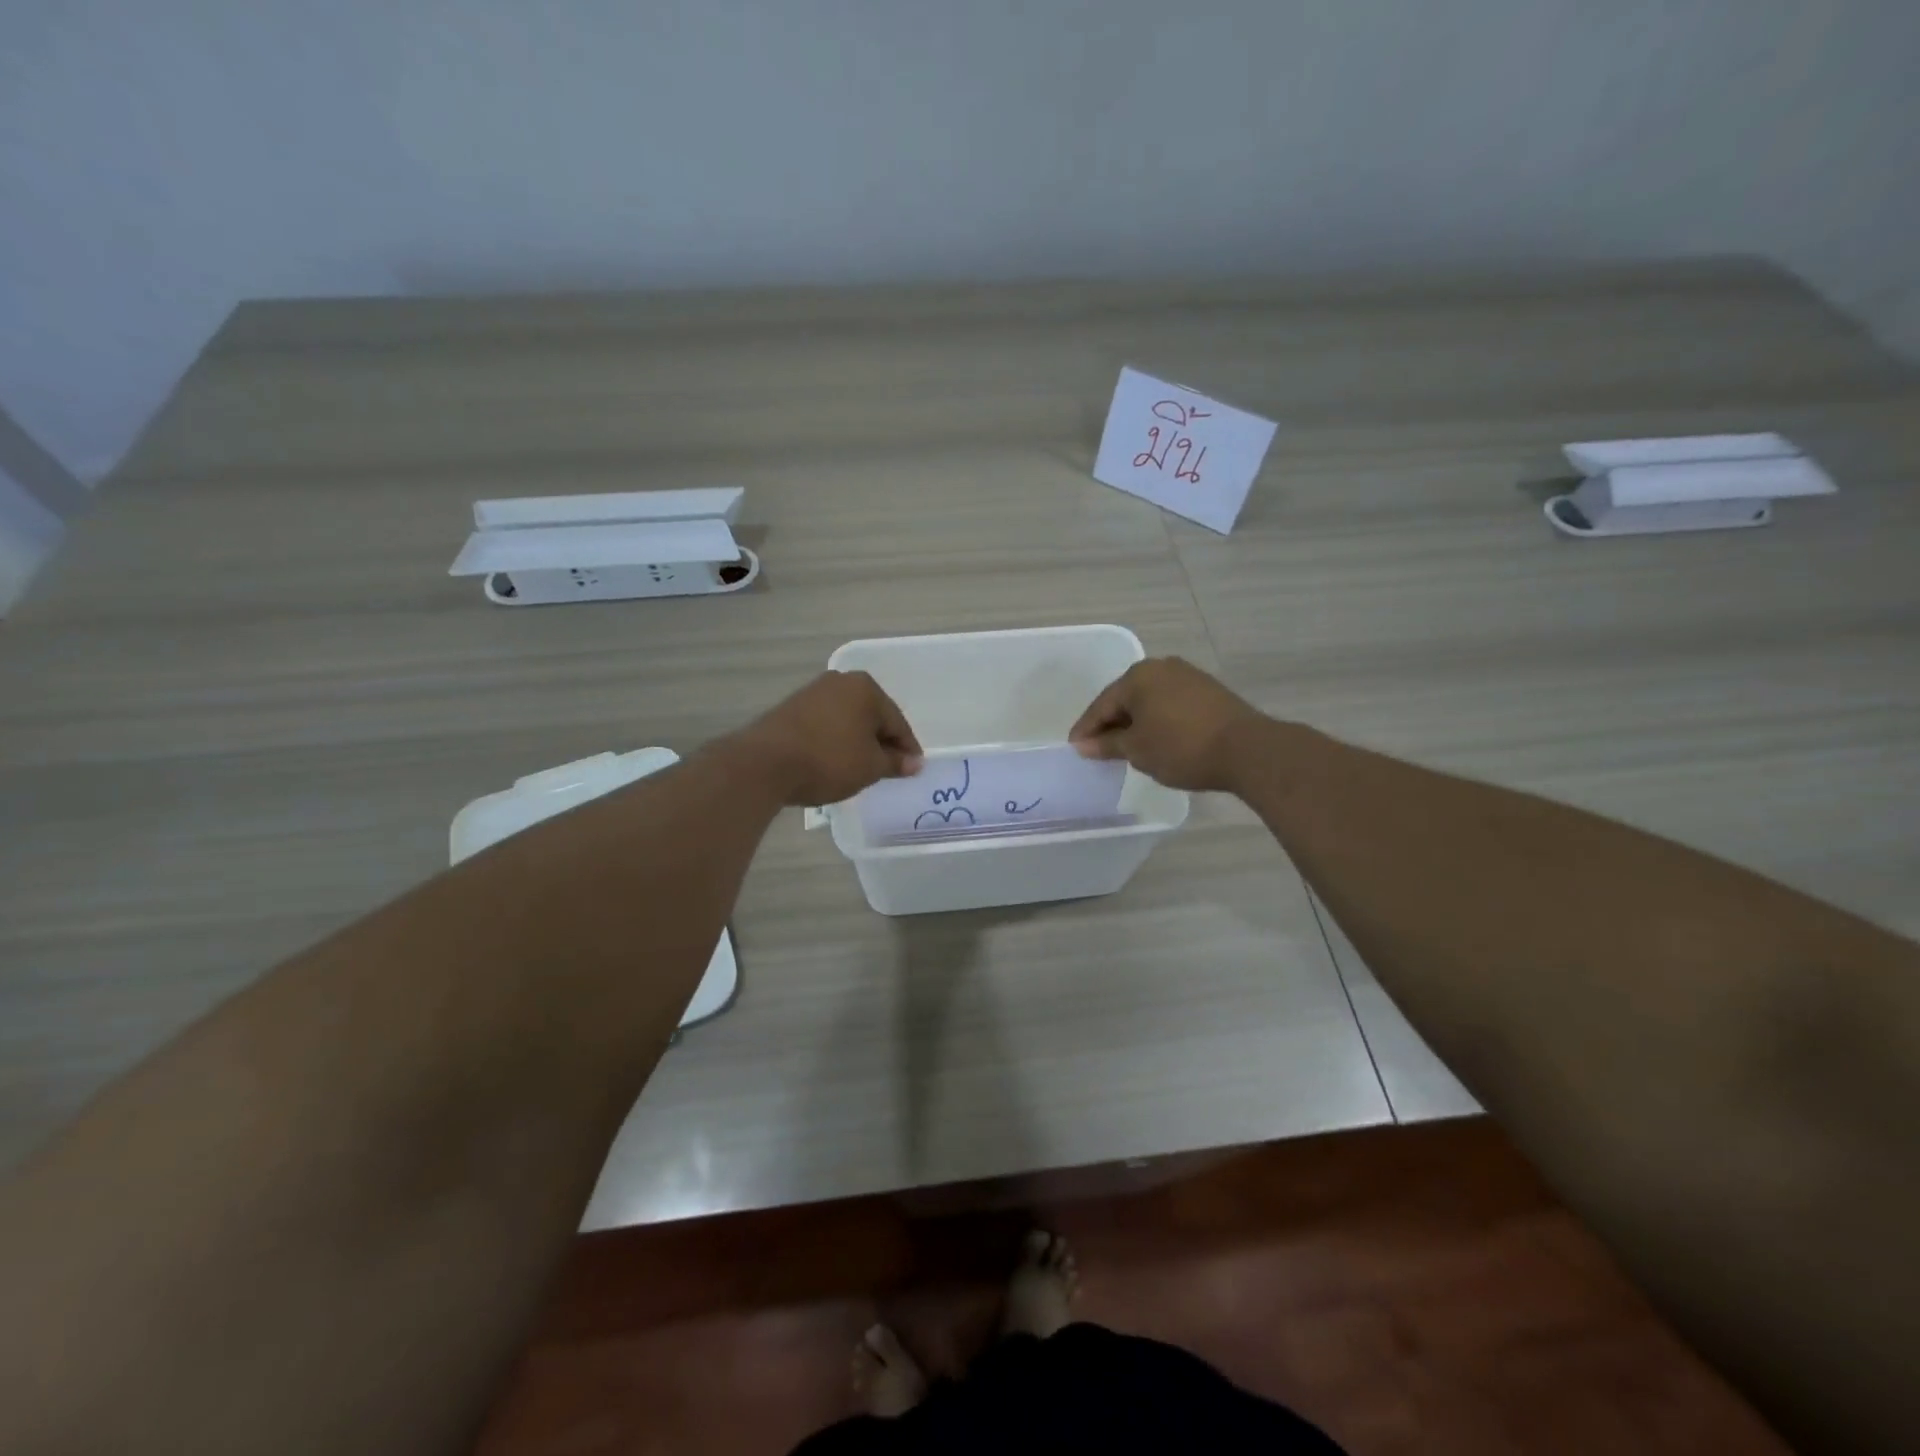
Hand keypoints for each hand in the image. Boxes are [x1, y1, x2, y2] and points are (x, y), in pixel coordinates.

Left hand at [734, 671, 923, 806]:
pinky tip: (834, 761)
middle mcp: (840, 682)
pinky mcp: (791, 708)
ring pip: (847, 720)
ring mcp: (812, 693)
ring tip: (860, 768)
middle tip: (888, 770)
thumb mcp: (870, 767)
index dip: (907, 749)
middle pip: (872, 716)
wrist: (764, 763)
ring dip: (857, 742)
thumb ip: (895, 762)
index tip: (913, 770)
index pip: (897, 722)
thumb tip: (914, 762)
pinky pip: (825, 725)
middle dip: (881, 742)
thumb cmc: (828, 760)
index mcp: (866, 688)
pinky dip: (835, 741)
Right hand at [1068, 657, 1264, 792]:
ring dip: (1136, 722)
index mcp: (1138, 676)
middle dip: (1111, 724)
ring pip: (1149, 701)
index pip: (1102, 705)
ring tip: (1127, 748)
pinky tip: (1156, 739)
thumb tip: (1083, 744)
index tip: (1075, 749)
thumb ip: (1107, 744)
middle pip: (1125, 698)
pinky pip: (1170, 704)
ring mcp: (1188, 676)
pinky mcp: (1208, 690)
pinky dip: (1158, 720)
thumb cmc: (1181, 747)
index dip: (1087, 729)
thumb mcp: (1137, 750)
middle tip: (1098, 749)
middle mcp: (1161, 667)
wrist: (1247, 750)